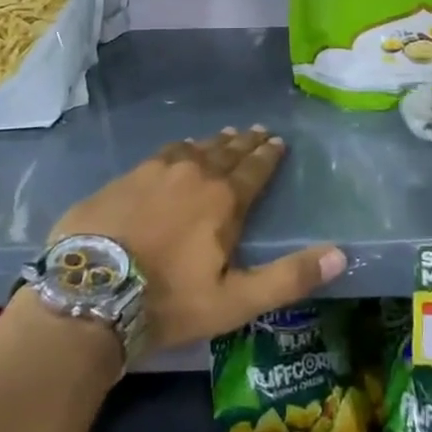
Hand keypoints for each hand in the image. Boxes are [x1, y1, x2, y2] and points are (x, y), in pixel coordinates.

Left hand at [50, 128, 346, 351]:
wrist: (90, 293)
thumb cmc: (169, 300)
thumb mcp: (235, 301)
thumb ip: (289, 278)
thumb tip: (341, 255)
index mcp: (223, 199)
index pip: (255, 168)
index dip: (269, 155)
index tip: (279, 141)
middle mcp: (194, 173)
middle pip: (226, 151)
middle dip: (246, 142)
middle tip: (258, 131)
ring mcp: (155, 171)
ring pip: (194, 148)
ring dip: (214, 142)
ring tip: (226, 136)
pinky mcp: (125, 178)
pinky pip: (163, 154)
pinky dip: (180, 149)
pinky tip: (178, 151)